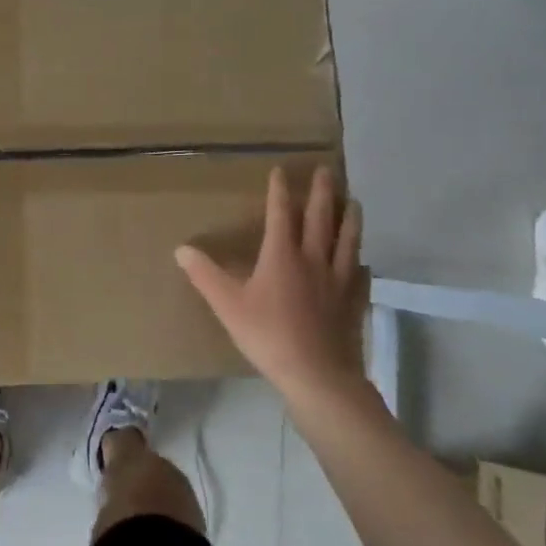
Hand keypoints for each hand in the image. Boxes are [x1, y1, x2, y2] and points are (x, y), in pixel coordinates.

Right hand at [175, 166, 370, 406]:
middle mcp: (313, 260)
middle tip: (326, 170)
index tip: (282, 170)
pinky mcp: (354, 302)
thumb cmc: (268, 335)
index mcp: (282, 256)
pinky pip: (360, 276)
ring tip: (353, 202)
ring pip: (347, 241)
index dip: (280, 191)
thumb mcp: (227, 305)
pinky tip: (363, 262)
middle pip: (320, 219)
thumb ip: (205, 275)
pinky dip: (361, 263)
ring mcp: (339, 281)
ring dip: (349, 219)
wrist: (318, 374)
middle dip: (322, 193)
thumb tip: (181, 249)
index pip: (281, 214)